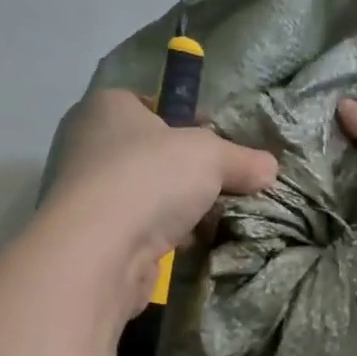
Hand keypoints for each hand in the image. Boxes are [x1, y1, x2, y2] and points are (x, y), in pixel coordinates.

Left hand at [46, 89, 279, 313]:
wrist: (100, 251)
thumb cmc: (150, 177)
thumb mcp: (211, 156)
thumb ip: (242, 159)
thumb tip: (270, 168)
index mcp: (108, 106)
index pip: (151, 104)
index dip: (187, 121)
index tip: (217, 143)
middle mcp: (88, 143)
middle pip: (151, 152)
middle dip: (187, 170)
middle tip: (223, 183)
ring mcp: (86, 192)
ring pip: (146, 193)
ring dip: (177, 207)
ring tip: (214, 217)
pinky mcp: (92, 235)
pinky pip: (139, 227)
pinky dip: (163, 235)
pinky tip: (190, 244)